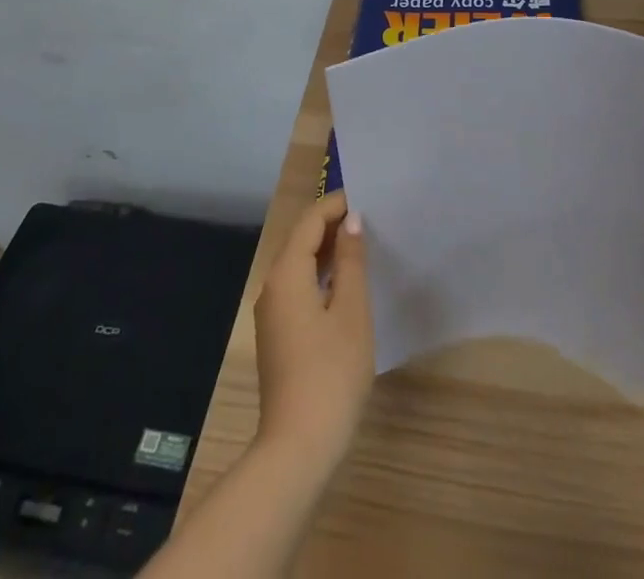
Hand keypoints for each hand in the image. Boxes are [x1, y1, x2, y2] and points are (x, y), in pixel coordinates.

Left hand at [253, 191, 373, 471]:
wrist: (298, 446)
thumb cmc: (331, 372)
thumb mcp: (351, 311)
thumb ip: (351, 261)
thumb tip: (352, 221)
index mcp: (287, 273)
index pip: (310, 221)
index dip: (336, 205)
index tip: (367, 196)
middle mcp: (272, 287)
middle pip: (301, 240)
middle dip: (332, 225)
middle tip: (370, 218)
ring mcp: (272, 314)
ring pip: (299, 265)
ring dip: (328, 251)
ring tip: (364, 244)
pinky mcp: (278, 336)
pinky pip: (299, 288)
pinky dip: (321, 275)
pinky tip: (346, 284)